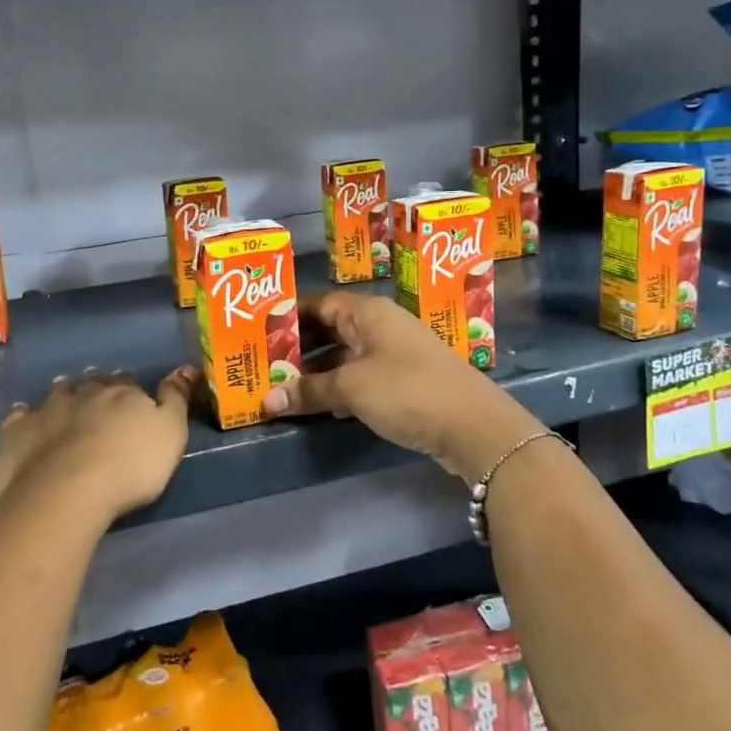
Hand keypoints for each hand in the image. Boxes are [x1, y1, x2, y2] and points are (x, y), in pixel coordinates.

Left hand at [0, 367, 196, 524]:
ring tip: (65, 403)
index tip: (133, 400)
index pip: (129, 384)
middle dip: (97, 388)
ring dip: (63, 395)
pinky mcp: (18, 432)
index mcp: (123, 393)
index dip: (132, 391)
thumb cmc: (130, 466)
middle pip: (93, 384)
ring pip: (57, 393)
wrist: (68, 491)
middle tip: (99, 399)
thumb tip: (184, 368)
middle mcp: (85, 393)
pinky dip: (25, 417)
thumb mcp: (171, 433)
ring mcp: (47, 410)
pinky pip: (20, 417)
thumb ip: (176, 399)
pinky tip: (25, 422)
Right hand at [263, 292, 539, 479]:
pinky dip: (338, 387)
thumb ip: (308, 391)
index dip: (286, 318)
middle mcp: (380, 325)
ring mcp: (394, 353)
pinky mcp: (404, 381)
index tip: (255, 334)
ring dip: (316, 372)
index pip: (316, 304)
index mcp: (367, 312)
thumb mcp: (352, 388)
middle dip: (297, 348)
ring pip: (344, 355)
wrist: (474, 426)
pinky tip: (318, 404)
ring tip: (281, 386)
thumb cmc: (407, 391)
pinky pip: (360, 376)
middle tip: (262, 364)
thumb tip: (267, 399)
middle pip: (329, 330)